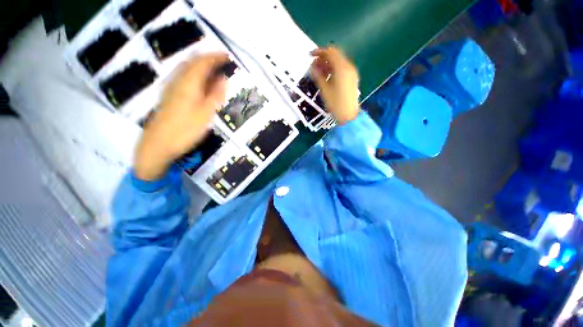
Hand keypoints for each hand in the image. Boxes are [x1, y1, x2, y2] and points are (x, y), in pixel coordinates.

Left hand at [134, 53, 228, 180]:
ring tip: (213, 70)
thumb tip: (223, 79)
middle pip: (192, 62)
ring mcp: (171, 88)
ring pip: (186, 68)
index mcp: (188, 84)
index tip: (228, 57)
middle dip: (208, 58)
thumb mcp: (205, 114)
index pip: (202, 62)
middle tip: (222, 62)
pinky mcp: (169, 96)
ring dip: (200, 65)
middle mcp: (177, 81)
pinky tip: (199, 82)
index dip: (215, 57)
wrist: (158, 144)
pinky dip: (194, 74)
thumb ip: (215, 95)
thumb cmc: (185, 130)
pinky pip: (183, 77)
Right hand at [310, 47, 359, 124]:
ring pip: (338, 63)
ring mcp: (351, 73)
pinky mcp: (352, 79)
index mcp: (342, 68)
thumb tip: (312, 67)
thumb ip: (318, 76)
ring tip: (318, 72)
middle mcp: (348, 67)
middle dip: (323, 58)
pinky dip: (333, 70)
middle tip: (313, 66)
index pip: (330, 52)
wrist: (348, 116)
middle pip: (335, 56)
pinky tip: (326, 77)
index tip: (310, 56)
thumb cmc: (335, 104)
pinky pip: (342, 69)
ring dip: (328, 64)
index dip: (319, 52)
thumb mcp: (325, 90)